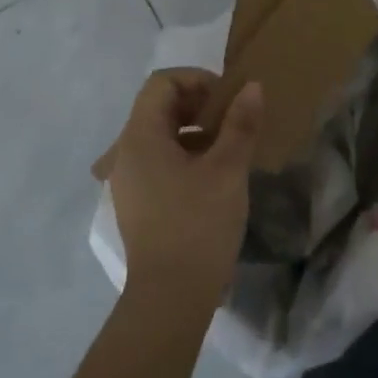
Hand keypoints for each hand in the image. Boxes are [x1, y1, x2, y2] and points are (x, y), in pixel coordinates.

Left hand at [108, 70, 262, 313]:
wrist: (171, 298)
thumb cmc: (198, 224)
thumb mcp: (227, 169)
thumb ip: (240, 123)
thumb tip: (252, 87)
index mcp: (140, 137)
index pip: (162, 83)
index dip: (197, 80)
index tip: (228, 100)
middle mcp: (126, 153)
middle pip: (159, 106)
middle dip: (198, 104)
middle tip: (232, 120)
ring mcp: (129, 180)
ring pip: (161, 135)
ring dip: (194, 130)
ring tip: (228, 148)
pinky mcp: (138, 202)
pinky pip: (159, 161)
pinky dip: (186, 155)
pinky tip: (213, 176)